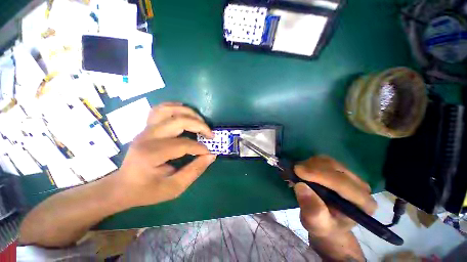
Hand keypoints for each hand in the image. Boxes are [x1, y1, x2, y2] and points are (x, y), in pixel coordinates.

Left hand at [113, 102, 215, 207]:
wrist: (122, 187)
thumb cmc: (147, 190)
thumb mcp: (174, 187)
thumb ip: (194, 171)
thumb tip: (211, 156)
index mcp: (152, 154)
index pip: (183, 144)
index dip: (200, 148)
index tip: (209, 153)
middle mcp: (147, 137)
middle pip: (179, 121)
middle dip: (200, 126)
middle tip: (210, 135)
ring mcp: (146, 129)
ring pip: (169, 110)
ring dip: (189, 113)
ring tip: (201, 121)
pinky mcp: (147, 127)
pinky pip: (161, 109)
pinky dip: (175, 107)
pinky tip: (185, 113)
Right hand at [293, 156, 376, 237]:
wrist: (325, 220)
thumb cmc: (322, 225)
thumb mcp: (315, 224)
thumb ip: (312, 209)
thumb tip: (300, 186)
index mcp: (363, 204)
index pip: (342, 183)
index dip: (319, 174)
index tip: (297, 170)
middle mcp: (360, 186)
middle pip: (335, 168)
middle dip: (311, 168)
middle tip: (292, 172)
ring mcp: (350, 175)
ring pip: (327, 161)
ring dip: (308, 165)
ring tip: (296, 174)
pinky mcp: (339, 169)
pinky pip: (322, 159)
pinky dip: (309, 163)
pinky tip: (302, 171)